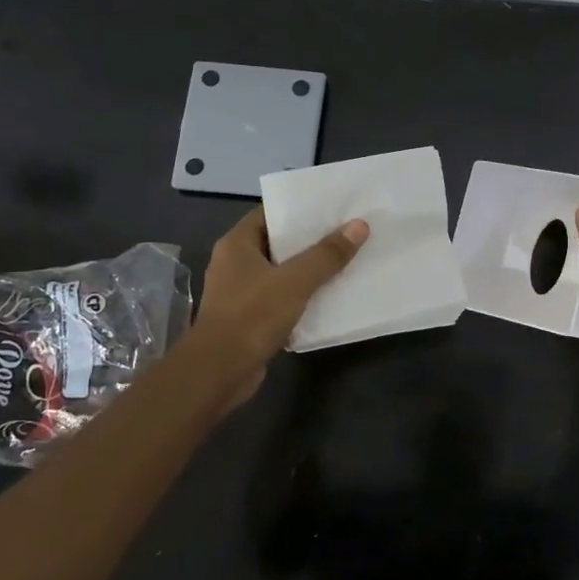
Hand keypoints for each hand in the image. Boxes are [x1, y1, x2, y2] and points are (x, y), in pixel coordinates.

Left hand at [196, 208, 369, 406]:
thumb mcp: (295, 280)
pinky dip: (302, 296)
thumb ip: (327, 254)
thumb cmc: (252, 316)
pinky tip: (330, 296)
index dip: (300, 209)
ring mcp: (241, 292)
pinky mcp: (250, 318)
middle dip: (311, 239)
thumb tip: (359, 226)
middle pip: (278, 242)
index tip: (332, 207)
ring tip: (345, 260)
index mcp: (237, 244)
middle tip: (347, 231)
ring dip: (309, 269)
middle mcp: (235, 263)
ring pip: (281, 272)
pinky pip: (281, 298)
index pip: (270, 213)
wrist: (219, 372)